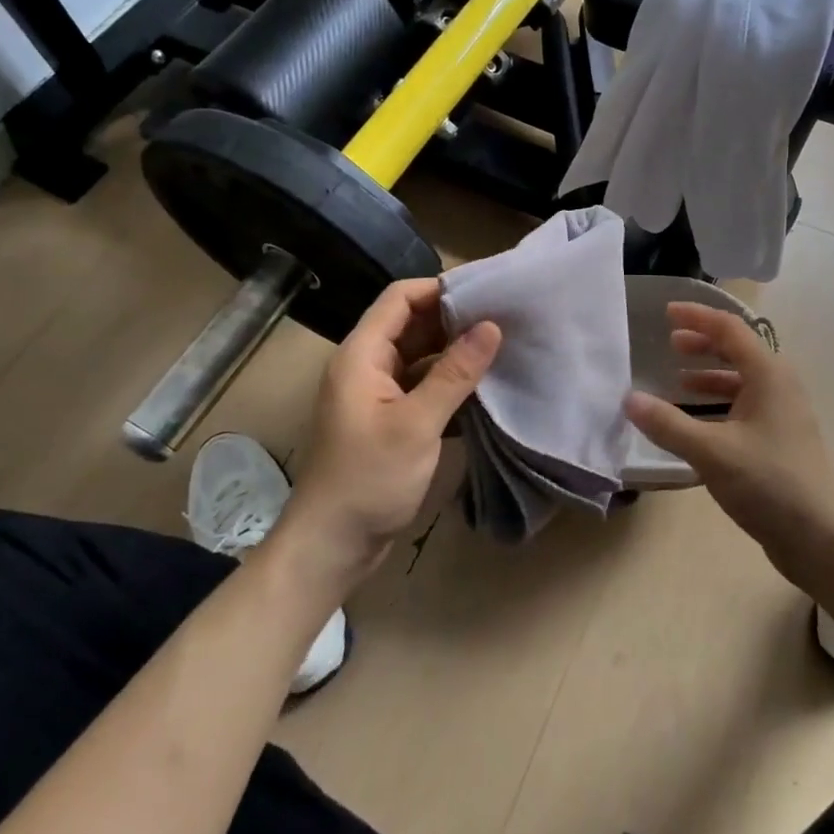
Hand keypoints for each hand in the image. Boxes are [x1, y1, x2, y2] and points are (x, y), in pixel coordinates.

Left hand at [281, 279, 499, 593]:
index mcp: (361, 355)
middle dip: (454, 320)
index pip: (400, 299)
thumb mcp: (416, 424)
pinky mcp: (387, 420)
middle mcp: (366, 366)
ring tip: (501, 349)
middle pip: (411, 325)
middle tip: (504, 319)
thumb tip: (491, 326)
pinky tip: (482, 389)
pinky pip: (421, 387)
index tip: (486, 292)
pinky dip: (448, 384)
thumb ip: (454, 373)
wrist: (330, 545)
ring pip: (419, 357)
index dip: (440, 288)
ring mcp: (376, 395)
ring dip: (454, 353)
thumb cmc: (368, 479)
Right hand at [625, 302, 833, 590]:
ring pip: (741, 379)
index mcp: (769, 375)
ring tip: (677, 380)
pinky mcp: (780, 439)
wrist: (820, 537)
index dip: (697, 316)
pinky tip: (696, 421)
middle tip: (670, 343)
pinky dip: (718, 403)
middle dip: (703, 342)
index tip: (666, 313)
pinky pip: (744, 405)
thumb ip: (668, 424)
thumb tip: (628, 399)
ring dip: (709, 374)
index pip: (730, 328)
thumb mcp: (711, 452)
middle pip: (738, 350)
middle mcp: (779, 386)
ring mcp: (783, 413)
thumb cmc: (769, 483)